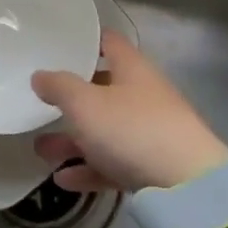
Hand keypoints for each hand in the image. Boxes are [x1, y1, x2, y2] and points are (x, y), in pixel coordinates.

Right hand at [31, 32, 227, 192]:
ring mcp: (149, 133)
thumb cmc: (132, 129)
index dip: (86, 41)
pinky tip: (63, 180)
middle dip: (69, 102)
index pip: (109, 43)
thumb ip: (59, 87)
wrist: (188, 185)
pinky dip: (88, 169)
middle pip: (102, 91)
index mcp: (132, 70)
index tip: (59, 45)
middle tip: (39, 106)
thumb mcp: (85, 103)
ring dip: (72, 141)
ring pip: (104, 132)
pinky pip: (113, 164)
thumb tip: (40, 76)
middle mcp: (143, 96)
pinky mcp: (151, 168)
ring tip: (41, 151)